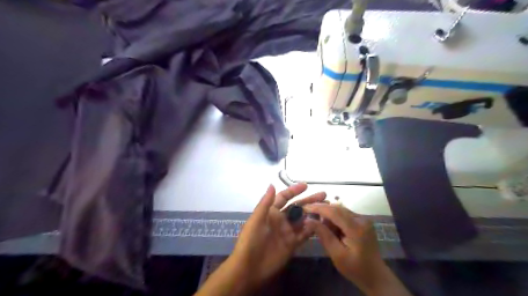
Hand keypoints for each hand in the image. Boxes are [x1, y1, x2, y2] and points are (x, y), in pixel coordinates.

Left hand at [231, 184, 326, 289]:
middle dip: (309, 201)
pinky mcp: (292, 244)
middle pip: (297, 207)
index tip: (306, 185)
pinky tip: (322, 224)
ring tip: (327, 208)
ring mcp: (287, 232)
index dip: (294, 191)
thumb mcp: (257, 220)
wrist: (250, 268)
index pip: (284, 197)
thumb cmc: (251, 240)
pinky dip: (313, 229)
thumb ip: (266, 203)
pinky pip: (304, 234)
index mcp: (271, 212)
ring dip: (314, 213)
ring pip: (303, 219)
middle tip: (324, 195)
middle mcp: (281, 220)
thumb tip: (272, 184)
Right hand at [301, 204, 411, 295]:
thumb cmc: (355, 269)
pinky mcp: (363, 222)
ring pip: (340, 210)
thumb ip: (323, 235)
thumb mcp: (336, 254)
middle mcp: (361, 219)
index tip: (304, 207)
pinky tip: (332, 229)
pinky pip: (345, 215)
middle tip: (309, 217)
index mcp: (356, 228)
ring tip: (321, 227)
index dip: (318, 208)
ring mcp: (363, 220)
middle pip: (337, 208)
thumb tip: (308, 220)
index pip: (334, 212)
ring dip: (329, 216)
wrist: (376, 276)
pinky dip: (335, 219)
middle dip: (322, 211)